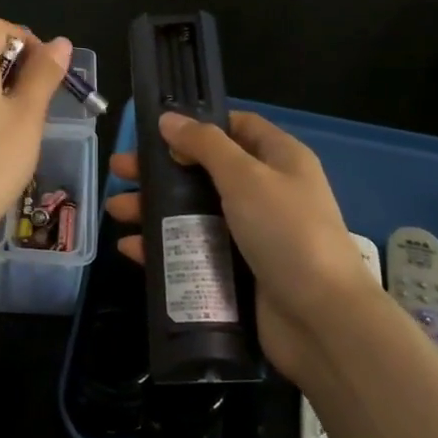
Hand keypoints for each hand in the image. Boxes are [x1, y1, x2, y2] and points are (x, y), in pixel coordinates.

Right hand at [105, 111, 380, 382]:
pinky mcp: (238, 271)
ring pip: (194, 212)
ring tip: (115, 210)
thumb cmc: (286, 232)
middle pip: (205, 171)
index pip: (237, 127)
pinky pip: (194, 251)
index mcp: (280, 159)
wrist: (322, 319)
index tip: (156, 130)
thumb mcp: (246, 177)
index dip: (198, 125)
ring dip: (155, 208)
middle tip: (120, 170)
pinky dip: (164, 247)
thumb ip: (205, 145)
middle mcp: (266, 192)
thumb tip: (169, 118)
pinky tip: (131, 248)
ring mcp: (252, 234)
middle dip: (162, 169)